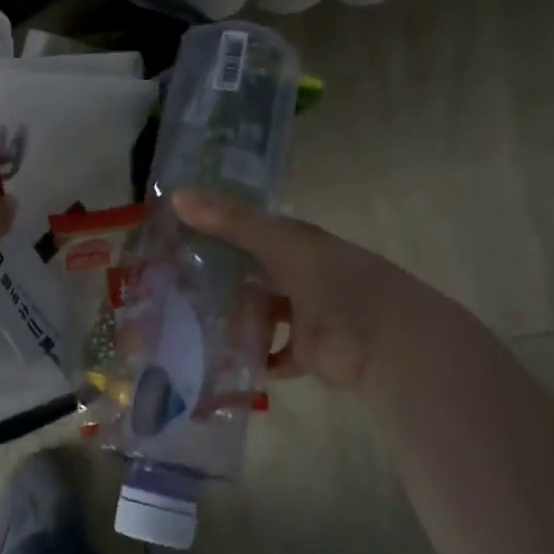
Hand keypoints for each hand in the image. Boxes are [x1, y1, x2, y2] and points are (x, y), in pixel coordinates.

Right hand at [174, 189, 481, 393]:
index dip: (209, 228)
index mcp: (293, 241)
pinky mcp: (303, 350)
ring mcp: (300, 312)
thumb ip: (231, 221)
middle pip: (246, 272)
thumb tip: (176, 195)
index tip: (168, 234)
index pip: (243, 228)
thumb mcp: (280, 242)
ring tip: (184, 323)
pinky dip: (250, 356)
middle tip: (165, 284)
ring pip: (255, 312)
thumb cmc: (335, 281)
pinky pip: (269, 353)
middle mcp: (295, 272)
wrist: (388, 343)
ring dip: (228, 318)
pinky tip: (219, 358)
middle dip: (212, 277)